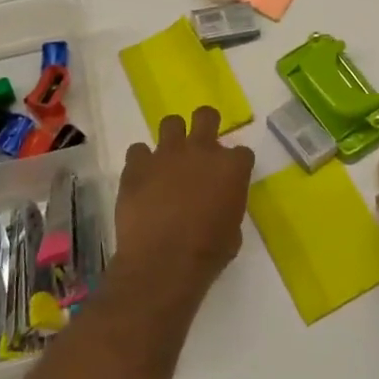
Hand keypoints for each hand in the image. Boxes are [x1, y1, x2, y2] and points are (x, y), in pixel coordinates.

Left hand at [112, 106, 254, 302]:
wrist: (162, 263)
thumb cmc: (207, 254)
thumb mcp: (232, 232)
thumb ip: (228, 206)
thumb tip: (218, 203)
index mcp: (231, 167)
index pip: (242, 152)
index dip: (235, 165)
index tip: (229, 178)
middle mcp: (200, 150)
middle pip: (206, 116)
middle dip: (206, 124)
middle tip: (200, 145)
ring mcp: (166, 154)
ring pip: (170, 123)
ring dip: (172, 138)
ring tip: (168, 159)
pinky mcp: (137, 164)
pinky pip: (138, 151)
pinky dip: (141, 163)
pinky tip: (142, 179)